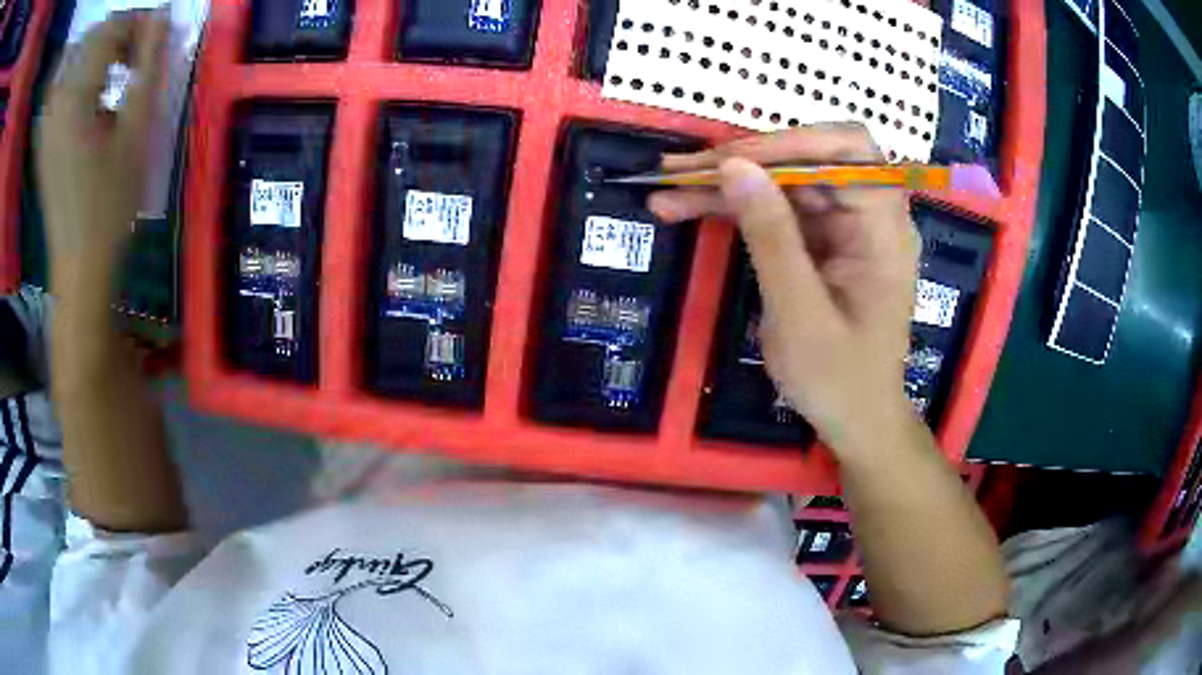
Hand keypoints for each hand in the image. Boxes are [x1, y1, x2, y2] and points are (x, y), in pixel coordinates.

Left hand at [36, 12, 166, 275]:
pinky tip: (91, 90)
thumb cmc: (111, 203)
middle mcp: (58, 102)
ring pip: (77, 57)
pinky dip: (81, 73)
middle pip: (93, 37)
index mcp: (76, 97)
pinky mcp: (45, 136)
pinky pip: (63, 84)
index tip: (157, 37)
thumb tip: (163, 18)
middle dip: (119, 33)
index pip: (112, 28)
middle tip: (137, 54)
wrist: (78, 265)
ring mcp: (48, 121)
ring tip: (116, 69)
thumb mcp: (137, 131)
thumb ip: (149, 65)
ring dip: (100, 51)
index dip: (138, 23)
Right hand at [650, 124, 920, 459]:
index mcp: (884, 229)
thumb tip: (734, 167)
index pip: (847, 151)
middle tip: (680, 172)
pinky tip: (688, 209)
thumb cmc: (839, 380)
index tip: (729, 161)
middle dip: (744, 161)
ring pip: (784, 182)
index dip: (789, 143)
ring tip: (666, 191)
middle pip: (808, 159)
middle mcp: (868, 215)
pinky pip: (777, 209)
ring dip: (726, 184)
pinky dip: (734, 208)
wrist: (856, 421)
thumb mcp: (799, 314)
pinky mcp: (821, 241)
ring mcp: (844, 226)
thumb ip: (771, 237)